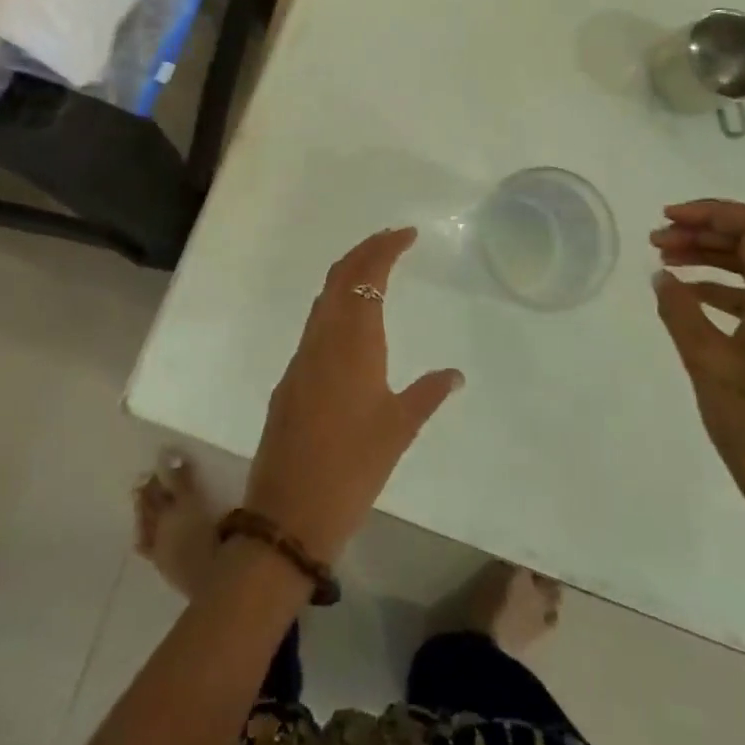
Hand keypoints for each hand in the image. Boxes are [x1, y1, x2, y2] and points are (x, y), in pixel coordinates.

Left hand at [244, 228, 463, 565]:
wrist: (290, 510)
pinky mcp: (290, 378)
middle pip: (339, 277)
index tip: (407, 234)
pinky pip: (315, 324)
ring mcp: (302, 357)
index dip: (385, 249)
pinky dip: (335, 304)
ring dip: (347, 274)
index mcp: (353, 343)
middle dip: (365, 250)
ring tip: (374, 268)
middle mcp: (323, 339)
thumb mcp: (399, 430)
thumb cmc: (353, 468)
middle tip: (392, 239)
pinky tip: (349, 322)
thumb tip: (455, 374)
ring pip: (323, 298)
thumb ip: (428, 394)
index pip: (367, 277)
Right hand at [651, 200, 744, 583]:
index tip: (667, 219)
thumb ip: (679, 311)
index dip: (711, 212)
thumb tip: (662, 277)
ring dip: (711, 260)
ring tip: (665, 264)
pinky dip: (722, 290)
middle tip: (656, 242)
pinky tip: (689, 301)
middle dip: (704, 234)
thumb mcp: (706, 362)